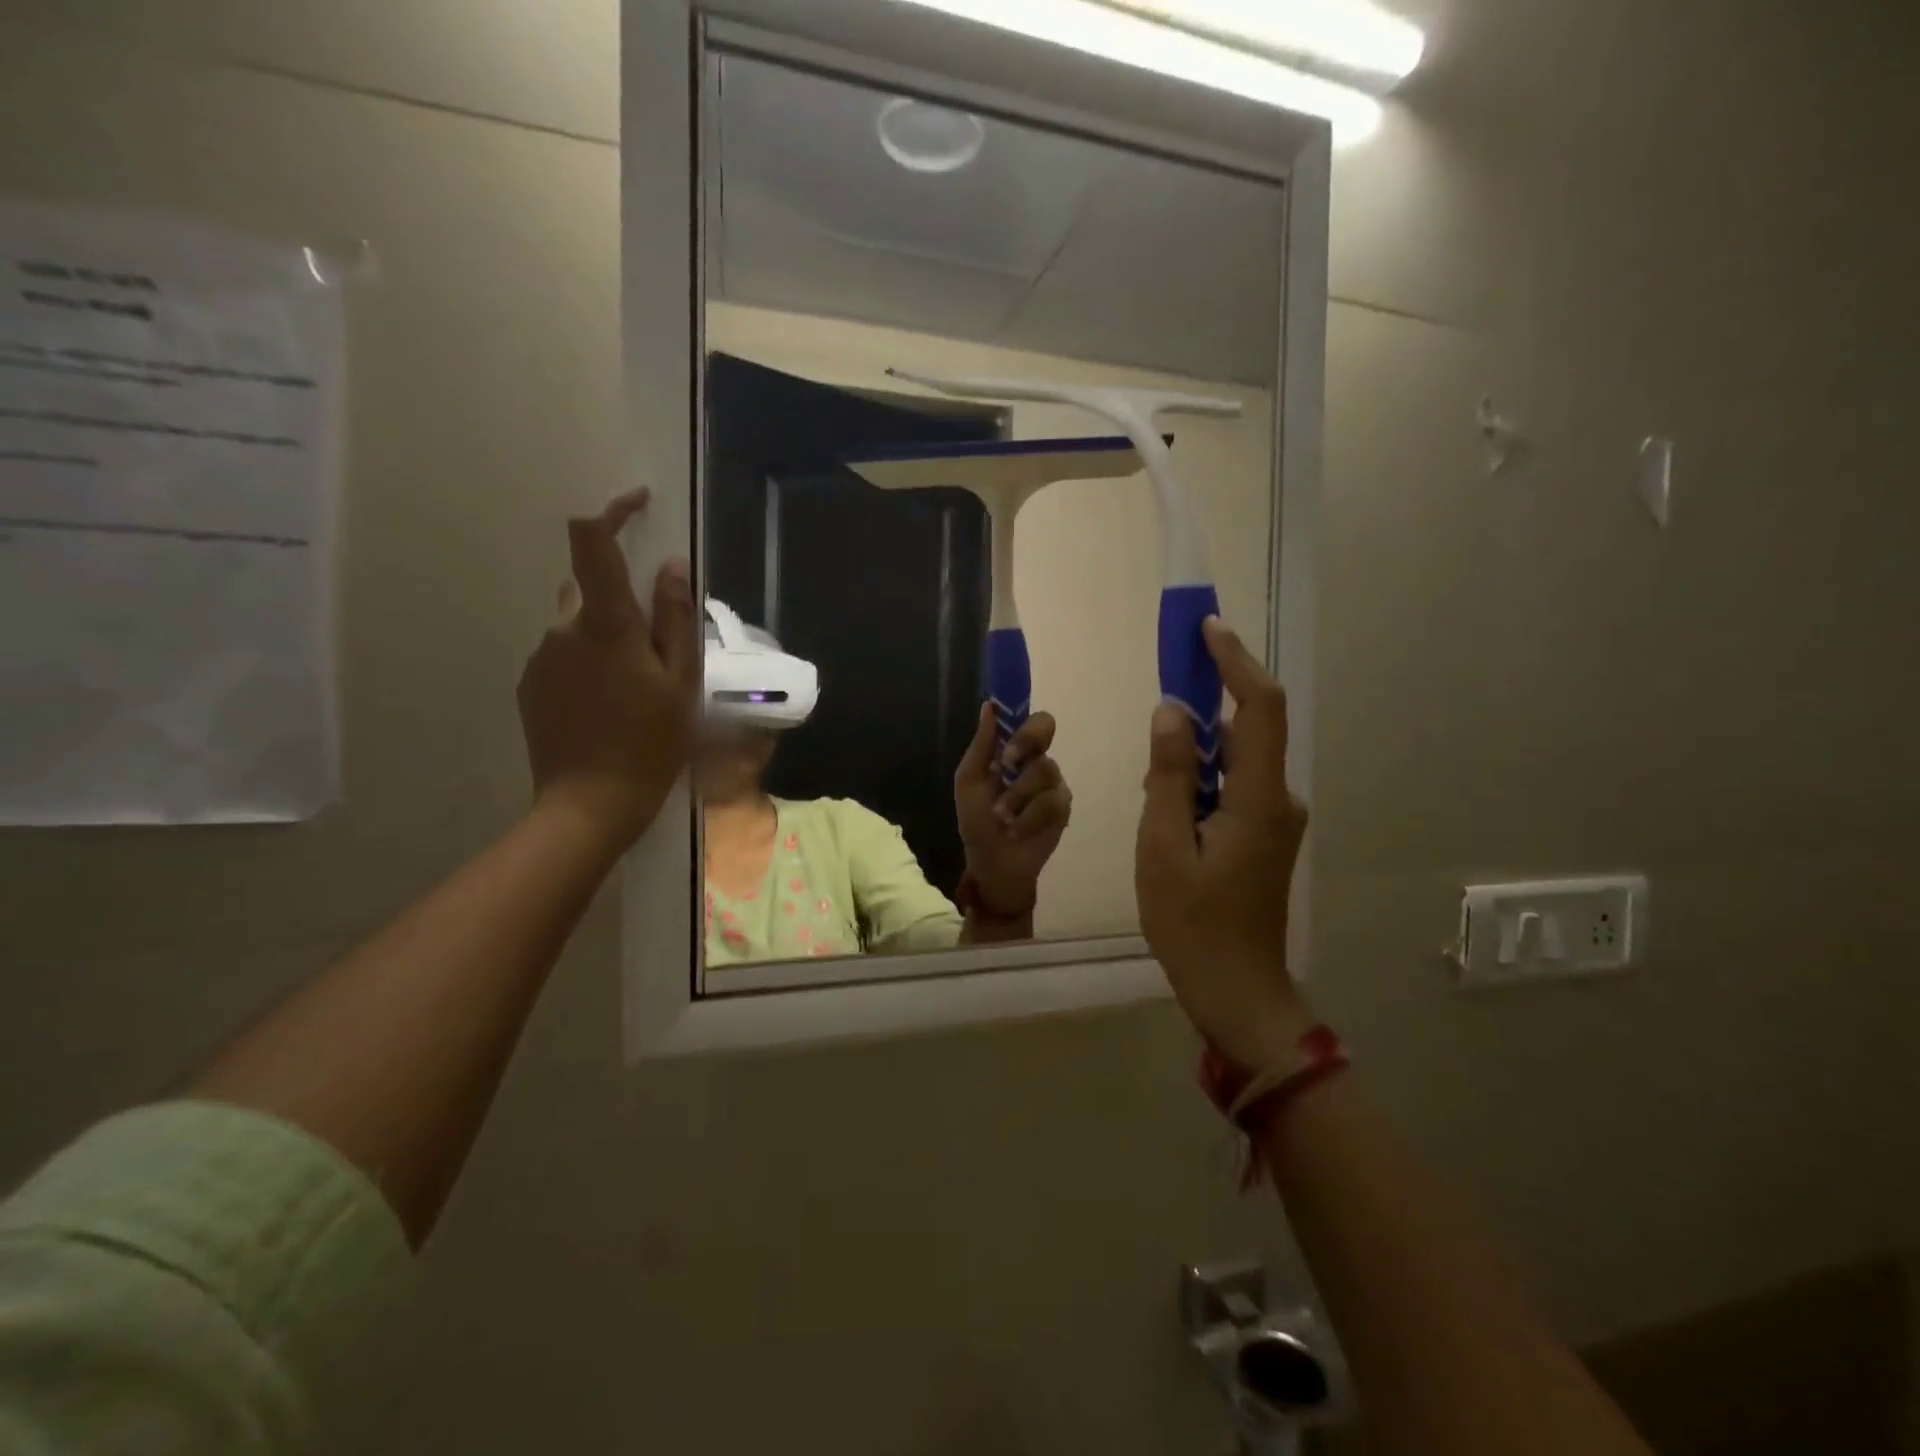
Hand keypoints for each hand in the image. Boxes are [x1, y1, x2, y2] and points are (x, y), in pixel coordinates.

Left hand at [518, 489, 699, 849]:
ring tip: (637, 690)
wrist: (589, 804)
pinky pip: (563, 655)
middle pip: (590, 589)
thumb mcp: (681, 682)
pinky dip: (588, 664)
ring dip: (607, 638)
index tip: (638, 504)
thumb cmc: (651, 743)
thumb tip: (671, 566)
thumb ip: (675, 619)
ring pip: (578, 625)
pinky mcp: (530, 685)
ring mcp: (540, 657)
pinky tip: (609, 706)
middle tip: (660, 653)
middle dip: (623, 603)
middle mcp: (563, 628)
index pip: (592, 542)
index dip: (612, 512)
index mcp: (606, 624)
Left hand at [955, 706, 1072, 916]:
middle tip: (1007, 763)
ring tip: (1002, 816)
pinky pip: (1051, 801)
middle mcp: (1036, 760)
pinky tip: (1017, 829)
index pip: (1028, 719)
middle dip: (1024, 742)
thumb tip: (989, 706)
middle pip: (1045, 727)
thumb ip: (982, 745)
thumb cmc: (977, 820)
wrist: (992, 861)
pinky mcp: (1063, 808)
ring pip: (1044, 769)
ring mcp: (1053, 783)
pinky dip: (1028, 818)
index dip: (1022, 713)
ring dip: (1016, 795)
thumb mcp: (969, 781)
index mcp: (1013, 751)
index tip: (1008, 720)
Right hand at [1137, 618, 1312, 1071]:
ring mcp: (1275, 819)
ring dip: (1201, 742)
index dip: (1236, 662)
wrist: (1235, 990)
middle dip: (1213, 694)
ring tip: (1158, 755)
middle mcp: (1279, 800)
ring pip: (1239, 758)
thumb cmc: (1192, 924)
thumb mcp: (1164, 847)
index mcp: (1260, 799)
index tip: (1207, 628)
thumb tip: (1172, 710)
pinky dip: (1204, 772)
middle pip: (1251, 728)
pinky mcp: (1264, 836)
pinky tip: (1171, 794)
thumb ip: (1169, 775)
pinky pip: (1235, 784)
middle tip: (1171, 675)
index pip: (1260, 708)